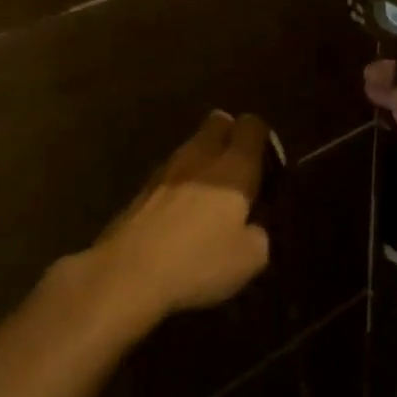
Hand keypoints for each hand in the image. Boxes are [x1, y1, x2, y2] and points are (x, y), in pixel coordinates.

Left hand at [81, 111, 272, 333]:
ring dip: (204, 158)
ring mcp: (166, 169)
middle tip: (239, 169)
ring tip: (211, 192)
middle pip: (218, 123)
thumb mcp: (250, 258)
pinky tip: (182, 210)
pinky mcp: (142, 188)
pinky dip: (182, 180)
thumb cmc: (199, 261)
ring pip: (192, 146)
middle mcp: (200, 156)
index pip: (252, 126)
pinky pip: (171, 171)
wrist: (128, 272)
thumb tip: (253, 225)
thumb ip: (259, 233)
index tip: (268, 165)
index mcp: (233, 167)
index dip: (263, 138)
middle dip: (231, 136)